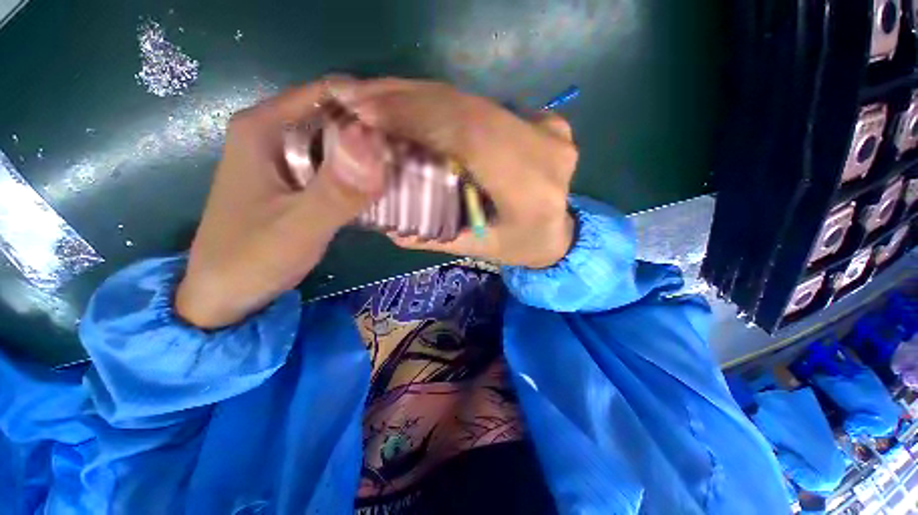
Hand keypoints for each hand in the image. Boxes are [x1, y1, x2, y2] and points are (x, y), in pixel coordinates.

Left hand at [176, 78, 390, 328]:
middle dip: (376, 132)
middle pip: (337, 116)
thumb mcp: (299, 226)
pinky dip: (361, 173)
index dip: (372, 105)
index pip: (330, 93)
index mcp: (264, 127)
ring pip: (339, 142)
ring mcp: (285, 158)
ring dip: (372, 154)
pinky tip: (384, 187)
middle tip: (415, 154)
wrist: (225, 295)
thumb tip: (377, 143)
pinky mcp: (297, 182)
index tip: (409, 127)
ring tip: (407, 169)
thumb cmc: (251, 258)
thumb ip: (338, 190)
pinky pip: (336, 166)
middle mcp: (274, 133)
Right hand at [340, 79, 578, 268]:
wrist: (558, 232)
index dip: (418, 117)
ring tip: (378, 98)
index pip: (472, 137)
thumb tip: (384, 220)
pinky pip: (485, 105)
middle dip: (410, 99)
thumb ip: (433, 235)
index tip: (366, 111)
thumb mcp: (476, 248)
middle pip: (471, 111)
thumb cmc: (519, 246)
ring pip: (476, 102)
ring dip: (423, 96)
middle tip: (360, 97)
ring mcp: (549, 129)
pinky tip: (415, 104)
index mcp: (532, 192)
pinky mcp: (544, 120)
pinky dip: (446, 103)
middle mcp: (547, 151)